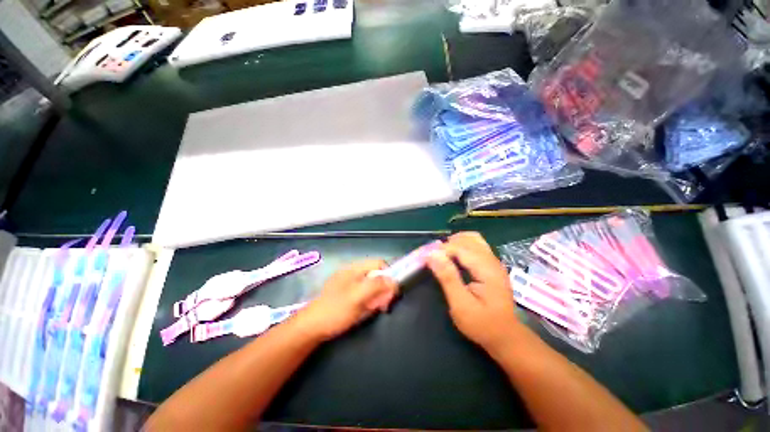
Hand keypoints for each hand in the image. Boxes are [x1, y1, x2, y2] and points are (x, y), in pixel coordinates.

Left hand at [294, 260, 398, 341]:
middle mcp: (353, 273)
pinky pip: (364, 295)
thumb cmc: (335, 310)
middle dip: (382, 289)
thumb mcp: (357, 296)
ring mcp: (350, 284)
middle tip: (382, 305)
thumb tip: (394, 280)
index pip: (379, 264)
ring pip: (372, 286)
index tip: (391, 291)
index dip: (389, 274)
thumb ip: (376, 286)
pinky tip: (365, 311)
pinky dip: (368, 302)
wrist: (311, 327)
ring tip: (372, 309)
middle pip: (377, 275)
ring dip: (376, 297)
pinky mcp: (348, 295)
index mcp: (355, 268)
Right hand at [427, 232, 521, 353]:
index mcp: (487, 270)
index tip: (427, 258)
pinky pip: (476, 245)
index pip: (461, 248)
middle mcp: (492, 261)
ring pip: (473, 239)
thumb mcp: (461, 304)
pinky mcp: (491, 265)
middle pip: (468, 239)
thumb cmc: (482, 324)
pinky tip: (453, 256)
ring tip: (442, 254)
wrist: (505, 336)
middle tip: (433, 257)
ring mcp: (494, 261)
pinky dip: (462, 245)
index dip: (442, 250)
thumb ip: (448, 277)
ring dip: (455, 242)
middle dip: (447, 245)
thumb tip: (432, 254)